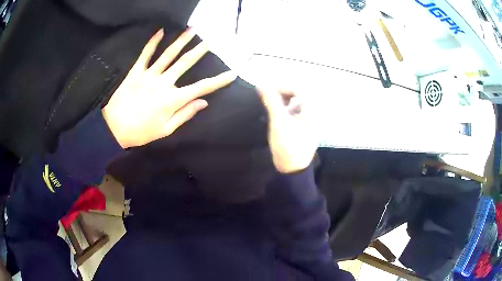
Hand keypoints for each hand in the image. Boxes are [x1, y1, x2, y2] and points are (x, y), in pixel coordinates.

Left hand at [102, 28, 235, 147]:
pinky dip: (153, 42)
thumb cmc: (141, 132)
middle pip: (185, 63)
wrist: (114, 128)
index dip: (218, 81)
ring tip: (192, 29)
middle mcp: (164, 82)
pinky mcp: (136, 72)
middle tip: (211, 40)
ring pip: (169, 54)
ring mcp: (149, 75)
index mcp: (173, 99)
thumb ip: (185, 114)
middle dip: (200, 50)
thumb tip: (203, 102)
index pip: (201, 87)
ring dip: (182, 41)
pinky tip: (160, 31)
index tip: (232, 73)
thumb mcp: (166, 129)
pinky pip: (146, 54)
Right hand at [259, 88, 317, 173]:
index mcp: (313, 110)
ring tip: (272, 103)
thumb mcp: (278, 121)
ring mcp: (312, 119)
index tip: (267, 90)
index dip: (282, 86)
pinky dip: (287, 107)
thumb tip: (261, 84)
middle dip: (282, 92)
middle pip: (299, 93)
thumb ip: (271, 101)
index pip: (299, 88)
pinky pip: (297, 109)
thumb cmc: (287, 145)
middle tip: (269, 96)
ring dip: (284, 99)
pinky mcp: (306, 125)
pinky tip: (278, 112)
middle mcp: (315, 112)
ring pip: (298, 101)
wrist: (292, 168)